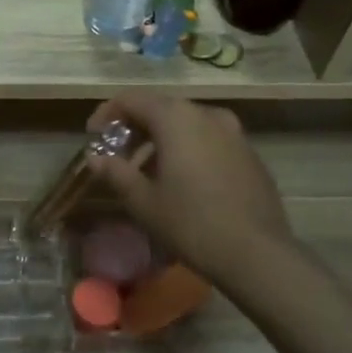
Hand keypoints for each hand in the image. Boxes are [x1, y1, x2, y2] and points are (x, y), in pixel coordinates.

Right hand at [84, 95, 293, 281]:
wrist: (257, 253)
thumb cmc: (191, 222)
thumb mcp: (143, 201)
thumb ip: (116, 173)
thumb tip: (95, 158)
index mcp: (176, 118)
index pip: (132, 99)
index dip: (107, 113)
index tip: (93, 135)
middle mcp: (206, 115)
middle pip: (161, 108)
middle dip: (135, 126)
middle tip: (118, 152)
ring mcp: (233, 133)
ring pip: (187, 123)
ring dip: (162, 138)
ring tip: (148, 169)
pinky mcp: (250, 154)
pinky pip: (209, 139)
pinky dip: (188, 148)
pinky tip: (182, 179)